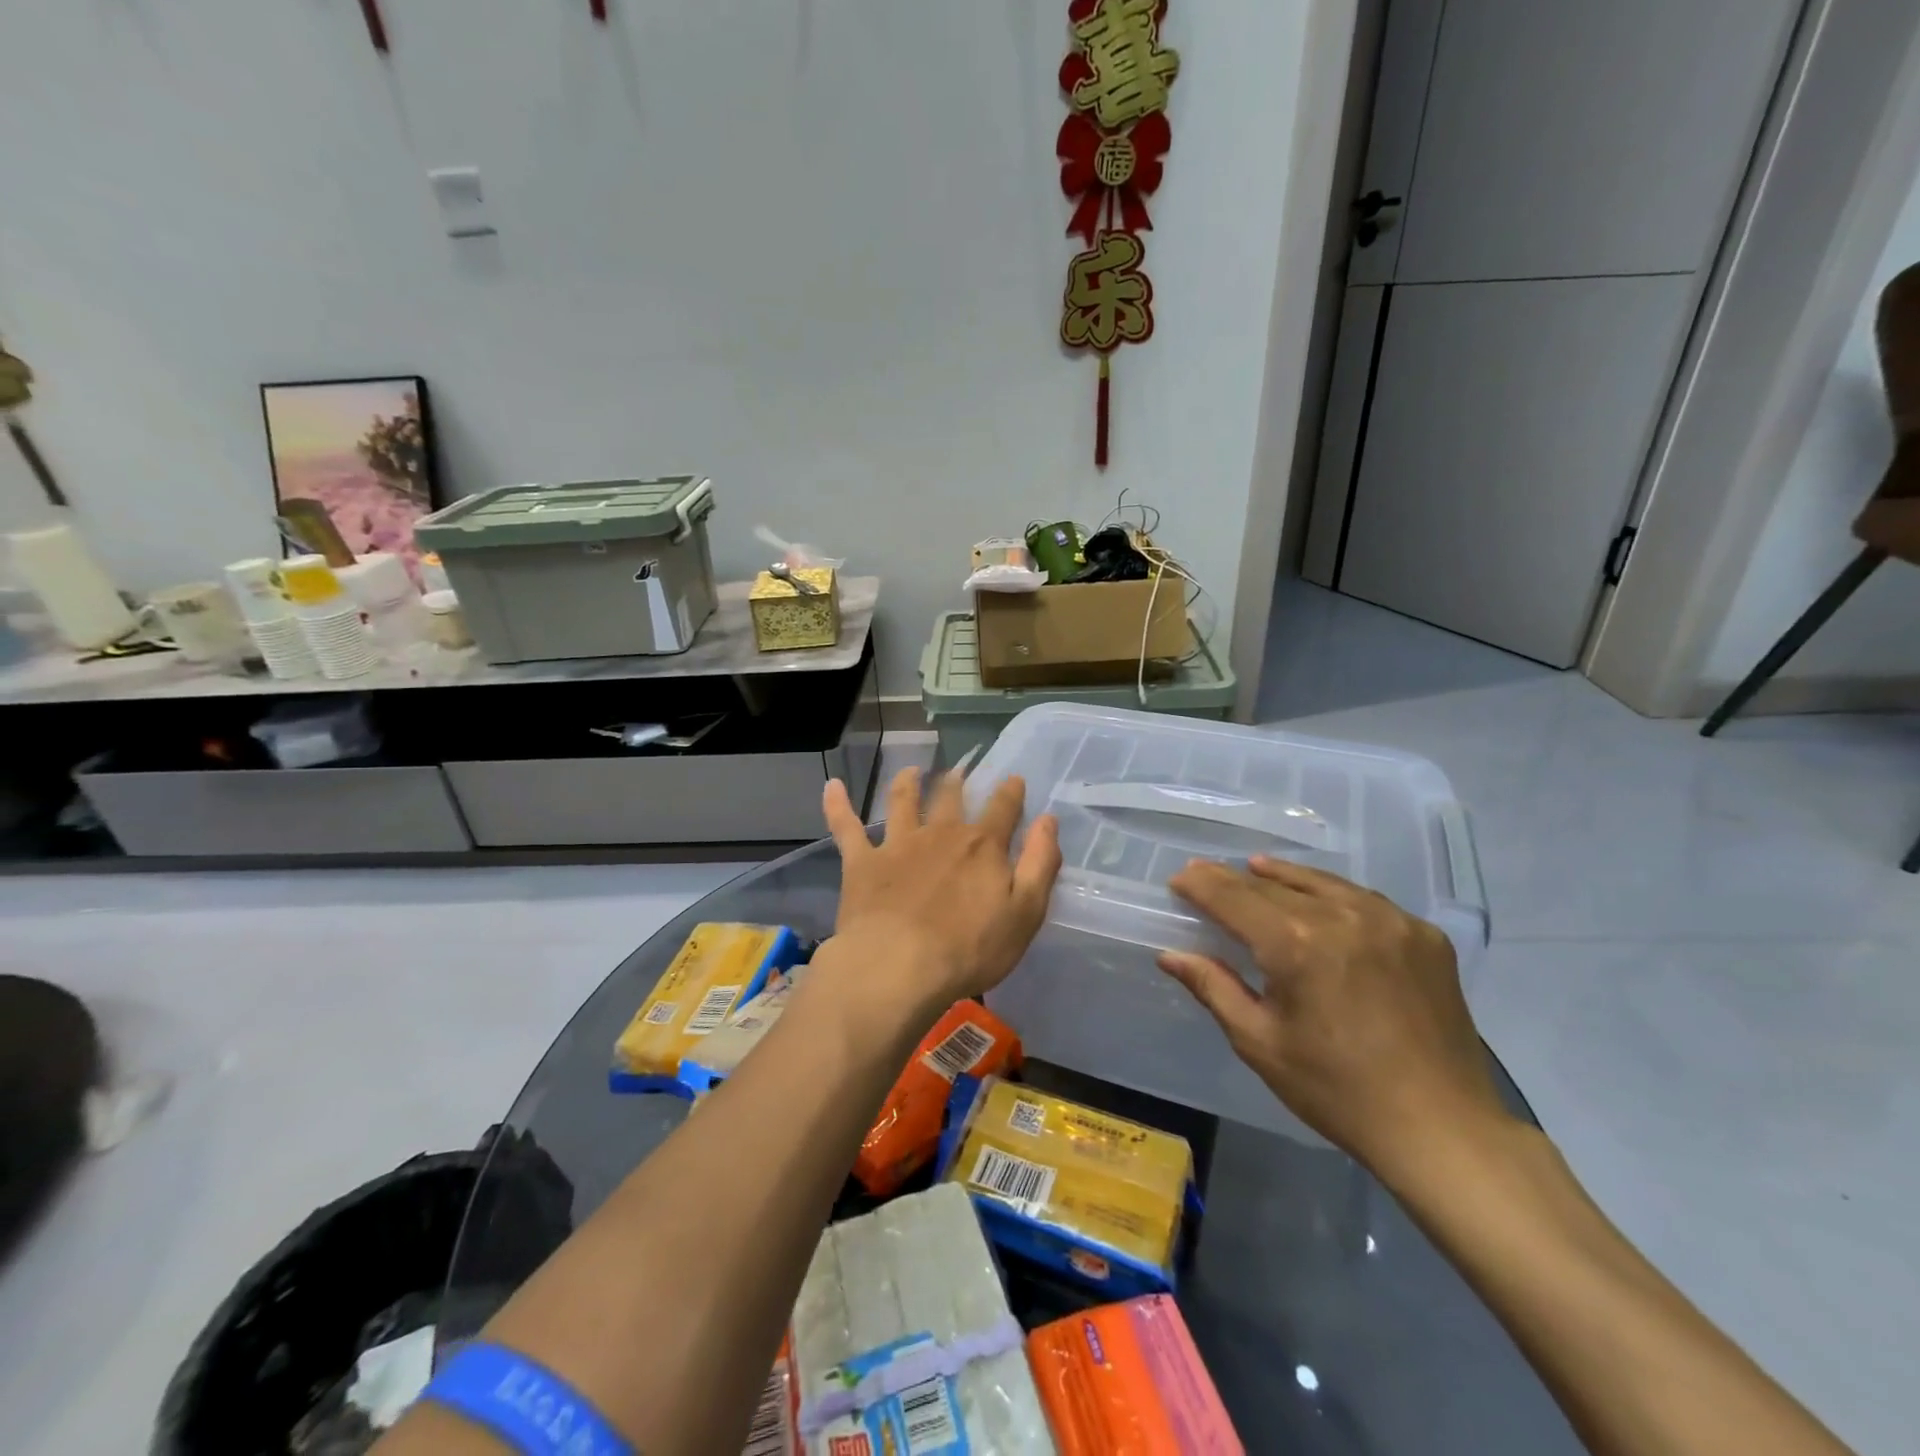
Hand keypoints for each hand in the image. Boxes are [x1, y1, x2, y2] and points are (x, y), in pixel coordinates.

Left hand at [820, 767, 1061, 1014]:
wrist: (898, 966)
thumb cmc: (970, 948)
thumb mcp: (1025, 913)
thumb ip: (1040, 863)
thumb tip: (1048, 820)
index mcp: (982, 846)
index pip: (1003, 809)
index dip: (1011, 792)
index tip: (1014, 779)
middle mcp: (940, 834)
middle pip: (951, 798)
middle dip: (958, 782)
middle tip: (960, 770)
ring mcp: (898, 845)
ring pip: (902, 802)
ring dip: (907, 783)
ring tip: (911, 771)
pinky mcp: (862, 863)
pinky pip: (847, 827)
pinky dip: (838, 805)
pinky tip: (832, 786)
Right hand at [1159, 855, 1507, 1176]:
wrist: (1442, 1128)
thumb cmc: (1336, 1090)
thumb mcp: (1259, 1042)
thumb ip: (1213, 987)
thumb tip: (1170, 955)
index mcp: (1295, 943)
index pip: (1233, 897)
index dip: (1201, 885)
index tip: (1179, 878)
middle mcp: (1341, 916)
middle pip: (1273, 886)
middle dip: (1234, 879)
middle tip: (1206, 873)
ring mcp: (1390, 921)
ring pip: (1321, 883)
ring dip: (1282, 876)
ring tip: (1256, 867)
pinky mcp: (1424, 935)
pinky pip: (1364, 900)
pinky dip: (1331, 894)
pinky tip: (1320, 900)